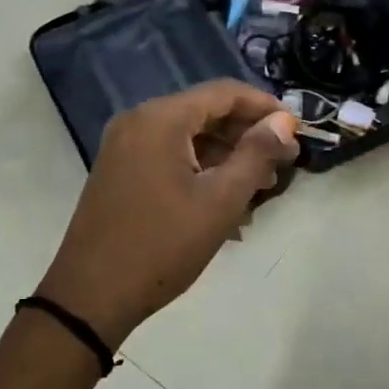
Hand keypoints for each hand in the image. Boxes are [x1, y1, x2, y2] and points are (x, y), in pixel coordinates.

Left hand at [37, 81, 297, 347]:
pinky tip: (225, 202)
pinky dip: (200, 170)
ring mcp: (124, 147)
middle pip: (205, 112)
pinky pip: (169, 156)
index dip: (264, 106)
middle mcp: (138, 122)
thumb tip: (283, 122)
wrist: (91, 296)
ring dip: (226, 156)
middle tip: (283, 163)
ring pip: (188, 138)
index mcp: (160, 119)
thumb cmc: (163, 245)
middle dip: (247, 135)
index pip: (224, 93)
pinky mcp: (119, 172)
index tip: (296, 129)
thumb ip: (256, 154)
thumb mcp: (220, 201)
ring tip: (260, 188)